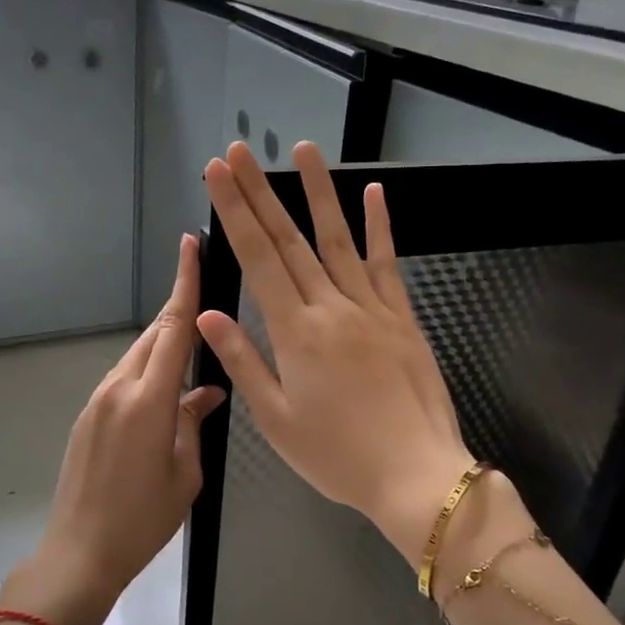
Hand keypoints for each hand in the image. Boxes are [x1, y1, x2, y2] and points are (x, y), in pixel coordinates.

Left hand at [2, 233, 225, 624]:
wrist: (79, 551)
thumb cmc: (143, 519)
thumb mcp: (185, 472)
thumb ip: (194, 422)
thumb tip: (207, 391)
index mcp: (149, 400)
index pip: (173, 328)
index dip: (184, 283)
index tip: (190, 244)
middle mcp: (119, 388)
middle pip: (154, 335)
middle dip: (179, 311)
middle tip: (205, 294)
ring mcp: (98, 400)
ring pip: (137, 356)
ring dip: (164, 345)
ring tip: (194, 350)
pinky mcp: (87, 415)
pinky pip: (123, 378)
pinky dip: (147, 371)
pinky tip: (166, 391)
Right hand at [197, 141, 473, 565]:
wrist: (416, 474)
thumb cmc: (338, 455)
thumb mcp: (277, 420)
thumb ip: (244, 361)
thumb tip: (209, 314)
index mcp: (296, 332)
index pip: (258, 258)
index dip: (234, 212)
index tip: (218, 173)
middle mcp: (332, 307)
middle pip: (290, 240)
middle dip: (260, 192)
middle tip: (240, 151)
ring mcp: (372, 308)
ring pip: (339, 240)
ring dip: (319, 193)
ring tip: (303, 150)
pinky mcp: (403, 318)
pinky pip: (387, 264)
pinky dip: (379, 228)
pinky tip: (373, 195)